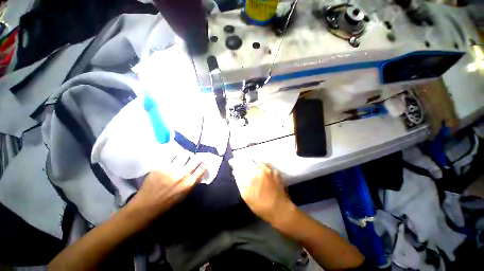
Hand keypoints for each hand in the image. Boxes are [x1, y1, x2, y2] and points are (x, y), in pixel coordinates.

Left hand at [129, 158, 205, 221]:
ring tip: (184, 157)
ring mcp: (170, 169)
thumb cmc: (167, 203)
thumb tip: (198, 172)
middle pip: (195, 159)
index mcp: (189, 183)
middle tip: (193, 160)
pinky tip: (174, 158)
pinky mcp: (160, 166)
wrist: (146, 206)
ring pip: (184, 154)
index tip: (201, 165)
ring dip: (186, 155)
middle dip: (196, 159)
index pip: (202, 168)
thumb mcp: (185, 194)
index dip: (203, 166)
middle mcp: (182, 174)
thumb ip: (193, 182)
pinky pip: (172, 156)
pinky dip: (175, 156)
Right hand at [229, 158, 294, 223]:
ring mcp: (268, 169)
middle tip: (239, 162)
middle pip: (248, 160)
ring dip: (251, 161)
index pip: (240, 165)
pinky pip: (265, 164)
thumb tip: (235, 171)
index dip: (234, 163)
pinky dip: (260, 164)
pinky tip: (259, 167)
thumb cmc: (260, 206)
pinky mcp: (275, 171)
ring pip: (256, 160)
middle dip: (242, 160)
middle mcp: (259, 170)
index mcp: (250, 176)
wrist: (279, 209)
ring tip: (248, 163)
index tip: (231, 162)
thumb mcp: (246, 196)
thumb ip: (240, 181)